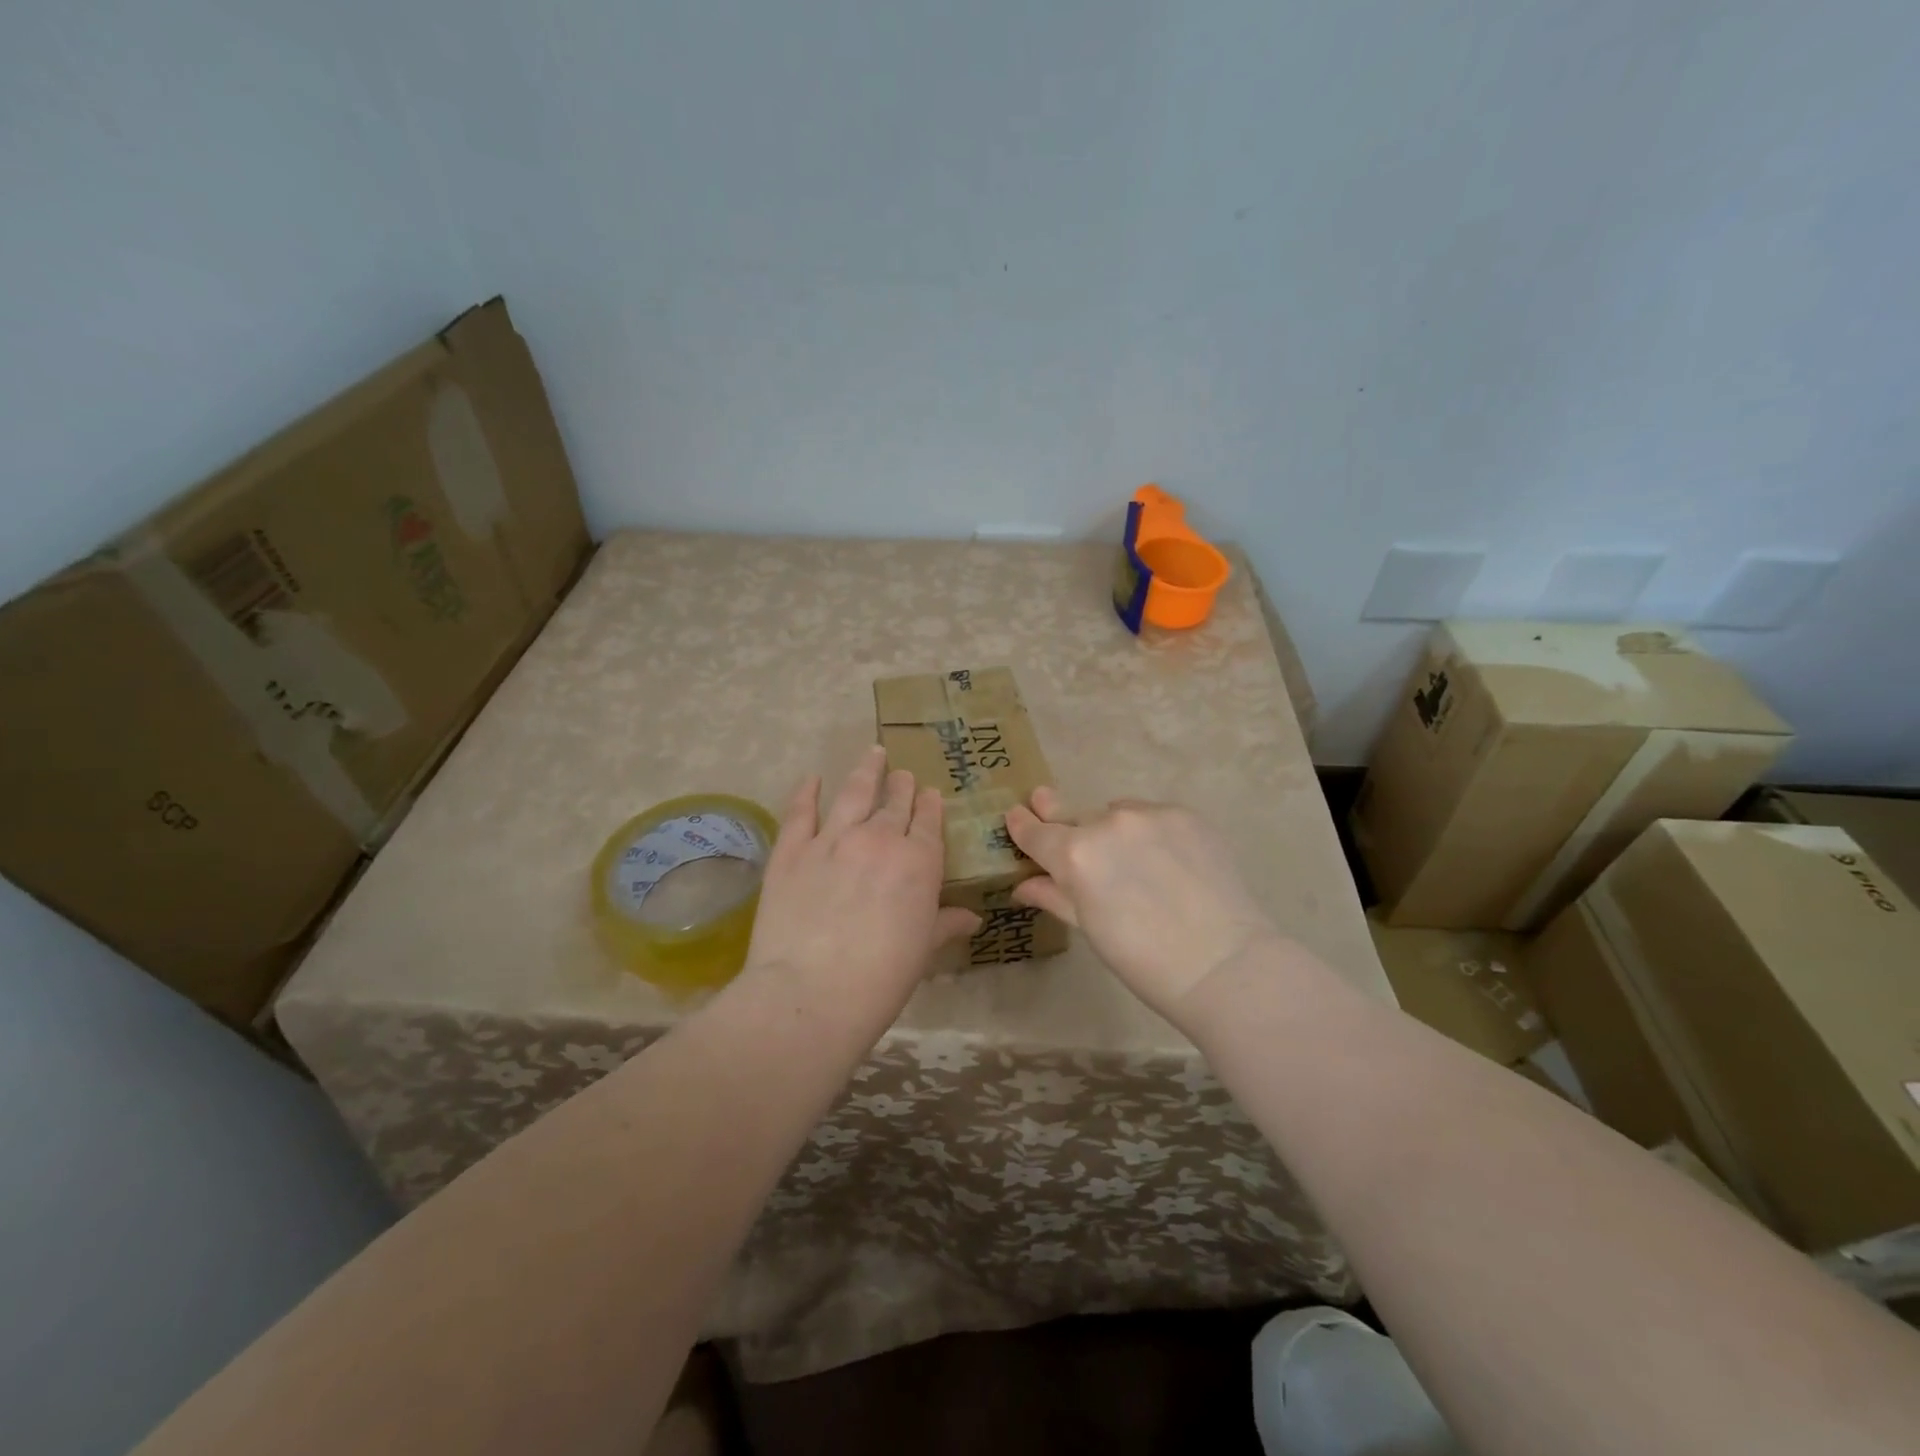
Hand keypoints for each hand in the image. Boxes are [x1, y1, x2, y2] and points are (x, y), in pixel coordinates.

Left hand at [743, 747, 979, 1010]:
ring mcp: (832, 839)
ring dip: (865, 771)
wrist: (812, 992)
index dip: (929, 805)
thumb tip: (972, 917)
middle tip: (902, 774)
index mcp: (919, 862)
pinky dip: (807, 792)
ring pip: (853, 793)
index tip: (929, 793)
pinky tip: (812, 778)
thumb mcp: (923, 951)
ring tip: (872, 753)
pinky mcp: (791, 850)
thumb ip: (945, 924)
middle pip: (894, 803)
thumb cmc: (882, 978)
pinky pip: (800, 811)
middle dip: (901, 785)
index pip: (928, 822)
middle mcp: (879, 839)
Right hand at [1005, 789, 1281, 1020]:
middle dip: (1059, 816)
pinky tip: (1164, 858)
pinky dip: (1148, 831)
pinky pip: (1152, 815)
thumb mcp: (1090, 929)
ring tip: (1131, 859)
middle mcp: (1107, 822)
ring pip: (1116, 812)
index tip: (1017, 815)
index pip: (1036, 832)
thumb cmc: (1143, 960)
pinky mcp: (1184, 814)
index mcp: (1075, 855)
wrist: (1223, 963)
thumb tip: (1024, 885)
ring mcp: (1148, 814)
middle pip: (1074, 816)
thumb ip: (1055, 896)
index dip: (1023, 825)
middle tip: (1043, 800)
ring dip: (1112, 829)